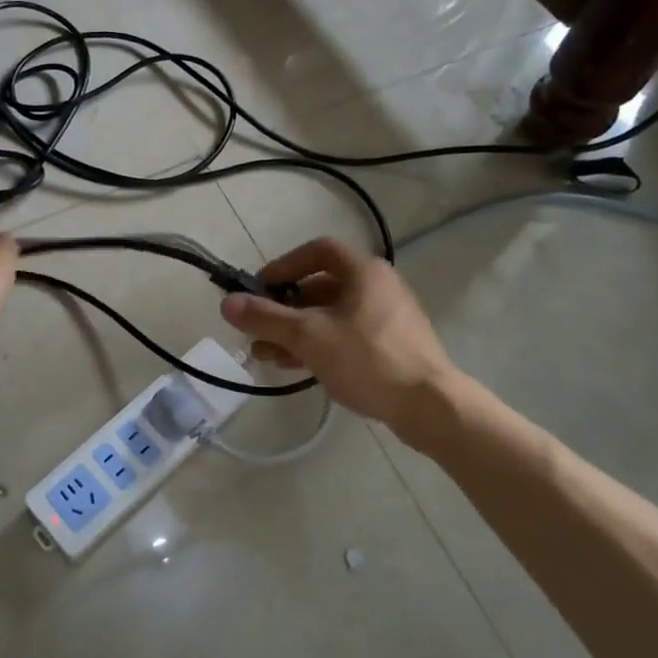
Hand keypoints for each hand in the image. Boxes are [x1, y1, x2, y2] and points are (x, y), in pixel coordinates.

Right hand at [219, 237, 461, 424]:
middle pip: (320, 287)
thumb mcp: (308, 336)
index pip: (317, 251)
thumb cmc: (368, 359)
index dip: (284, 265)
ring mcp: (387, 318)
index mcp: (363, 272)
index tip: (260, 288)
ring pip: (330, 316)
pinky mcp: (391, 347)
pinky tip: (296, 367)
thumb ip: (266, 318)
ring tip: (265, 355)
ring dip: (296, 331)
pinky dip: (318, 345)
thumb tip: (226, 303)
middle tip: (257, 327)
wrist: (430, 406)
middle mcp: (378, 287)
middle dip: (284, 308)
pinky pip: (346, 336)